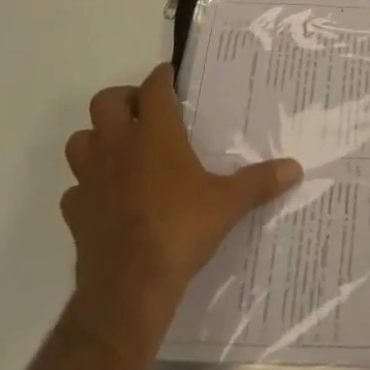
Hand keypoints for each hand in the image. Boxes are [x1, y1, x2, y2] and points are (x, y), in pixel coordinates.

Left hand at [61, 63, 299, 339]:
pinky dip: (86, 187)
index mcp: (155, 133)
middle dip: (122, 100)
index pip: (153, 87)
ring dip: (96, 139)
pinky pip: (74, 189)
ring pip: (80, 141)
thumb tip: (295, 168)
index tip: (170, 77)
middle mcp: (119, 147)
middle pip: (105, 101)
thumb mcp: (227, 204)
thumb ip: (259, 182)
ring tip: (120, 149)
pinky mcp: (76, 214)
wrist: (128, 291)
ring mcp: (91, 179)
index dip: (161, 78)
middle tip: (144, 113)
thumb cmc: (180, 231)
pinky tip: (105, 197)